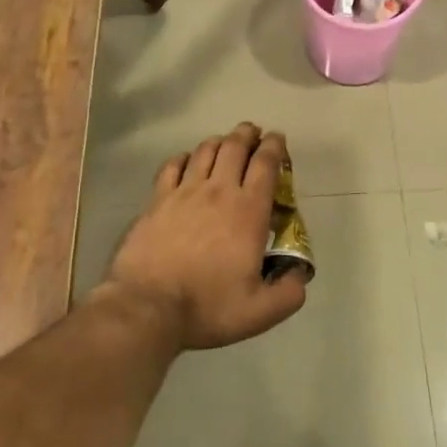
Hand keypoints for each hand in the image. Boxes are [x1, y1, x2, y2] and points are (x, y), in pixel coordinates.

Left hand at [102, 124, 307, 350]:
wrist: (147, 307)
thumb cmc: (207, 307)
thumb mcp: (260, 312)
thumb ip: (289, 292)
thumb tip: (299, 274)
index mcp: (248, 211)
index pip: (266, 164)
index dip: (275, 146)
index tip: (278, 140)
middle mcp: (219, 191)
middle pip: (235, 146)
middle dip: (248, 134)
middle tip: (254, 133)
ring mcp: (184, 192)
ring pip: (205, 150)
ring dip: (219, 141)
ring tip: (225, 143)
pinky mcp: (157, 200)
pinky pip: (173, 165)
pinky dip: (184, 157)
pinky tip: (187, 161)